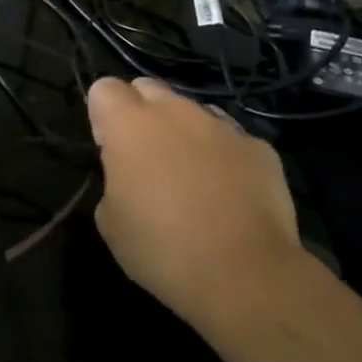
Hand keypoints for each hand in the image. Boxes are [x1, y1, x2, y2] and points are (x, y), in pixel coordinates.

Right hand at [86, 78, 331, 328]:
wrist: (245, 273)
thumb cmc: (162, 249)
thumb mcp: (110, 222)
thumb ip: (114, 181)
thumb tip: (131, 177)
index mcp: (130, 126)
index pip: (104, 88)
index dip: (102, 115)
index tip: (108, 149)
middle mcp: (176, 112)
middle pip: (149, 88)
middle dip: (141, 113)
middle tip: (145, 159)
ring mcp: (222, 126)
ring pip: (193, 112)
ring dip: (183, 133)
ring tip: (191, 179)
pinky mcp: (259, 147)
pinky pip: (231, 139)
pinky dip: (223, 157)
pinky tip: (228, 194)